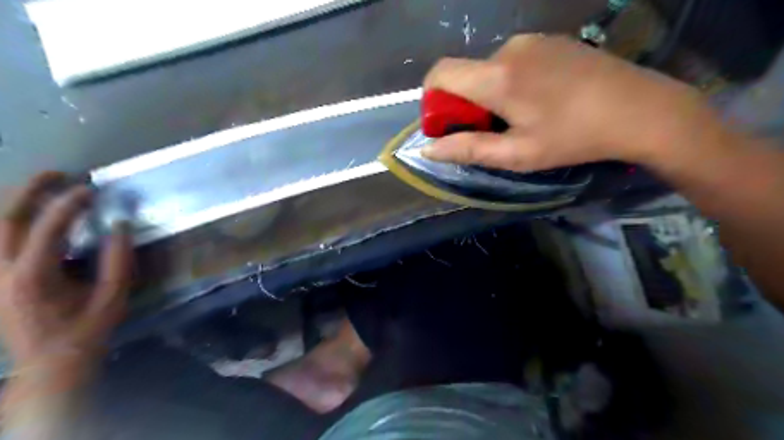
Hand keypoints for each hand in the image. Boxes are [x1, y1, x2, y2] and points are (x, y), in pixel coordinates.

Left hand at [0, 171, 131, 380]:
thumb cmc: (87, 330)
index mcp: (33, 277)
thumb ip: (118, 260)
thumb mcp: (113, 297)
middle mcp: (2, 272)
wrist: (50, 364)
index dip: (69, 204)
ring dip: (18, 202)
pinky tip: (31, 215)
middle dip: (30, 191)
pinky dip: (13, 222)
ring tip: (43, 185)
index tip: (91, 188)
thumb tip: (121, 226)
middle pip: (6, 220)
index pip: (47, 228)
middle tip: (57, 173)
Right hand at [422, 35, 714, 171]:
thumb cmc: (572, 137)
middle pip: (465, 74)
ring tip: (520, 118)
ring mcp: (531, 40)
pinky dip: (509, 82)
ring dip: (489, 94)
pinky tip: (538, 100)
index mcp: (496, 77)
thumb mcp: (516, 154)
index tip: (448, 125)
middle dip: (465, 104)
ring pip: (488, 69)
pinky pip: (512, 61)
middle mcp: (508, 48)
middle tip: (492, 131)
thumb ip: (468, 149)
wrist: (639, 109)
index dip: (433, 100)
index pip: (440, 73)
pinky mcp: (549, 40)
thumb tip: (427, 150)